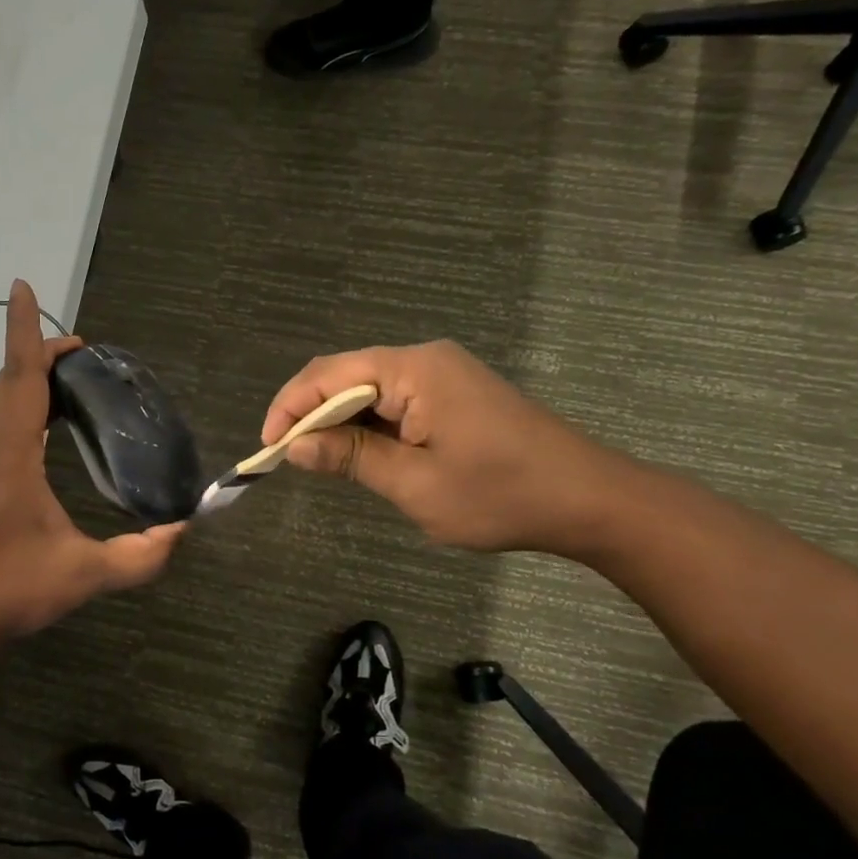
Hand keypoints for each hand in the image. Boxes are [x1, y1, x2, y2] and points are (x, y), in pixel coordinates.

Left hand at [0, 280, 183, 656]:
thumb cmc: (7, 589)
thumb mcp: (82, 575)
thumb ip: (138, 557)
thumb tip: (182, 532)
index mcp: (9, 454)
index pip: (20, 376)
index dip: (25, 330)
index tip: (23, 287)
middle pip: (8, 380)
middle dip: (38, 353)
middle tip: (82, 354)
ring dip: (25, 378)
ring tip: (65, 380)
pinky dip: (15, 404)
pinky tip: (38, 428)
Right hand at [262, 341, 633, 556]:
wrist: (588, 499)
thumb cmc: (500, 495)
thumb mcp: (415, 484)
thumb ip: (351, 457)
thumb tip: (296, 446)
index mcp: (415, 369)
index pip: (330, 374)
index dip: (290, 407)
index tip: (268, 450)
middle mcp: (425, 359)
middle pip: (347, 374)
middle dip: (310, 414)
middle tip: (288, 459)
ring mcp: (443, 374)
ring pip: (370, 388)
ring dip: (339, 420)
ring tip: (317, 460)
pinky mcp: (455, 393)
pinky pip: (395, 399)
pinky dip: (369, 424)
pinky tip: (361, 453)